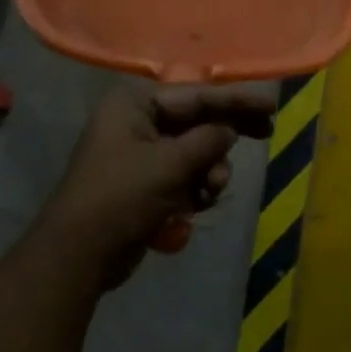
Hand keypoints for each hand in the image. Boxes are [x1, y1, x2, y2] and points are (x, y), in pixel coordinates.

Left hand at [40, 80, 275, 289]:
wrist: (78, 255)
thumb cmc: (122, 198)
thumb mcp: (171, 165)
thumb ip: (208, 140)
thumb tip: (229, 129)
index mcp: (135, 104)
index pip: (196, 96)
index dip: (236, 100)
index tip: (271, 104)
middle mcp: (137, 121)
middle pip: (197, 120)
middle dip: (226, 135)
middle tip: (267, 132)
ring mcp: (140, 153)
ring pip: (195, 151)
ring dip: (210, 170)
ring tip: (212, 190)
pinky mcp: (145, 183)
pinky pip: (184, 175)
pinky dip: (196, 187)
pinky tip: (199, 204)